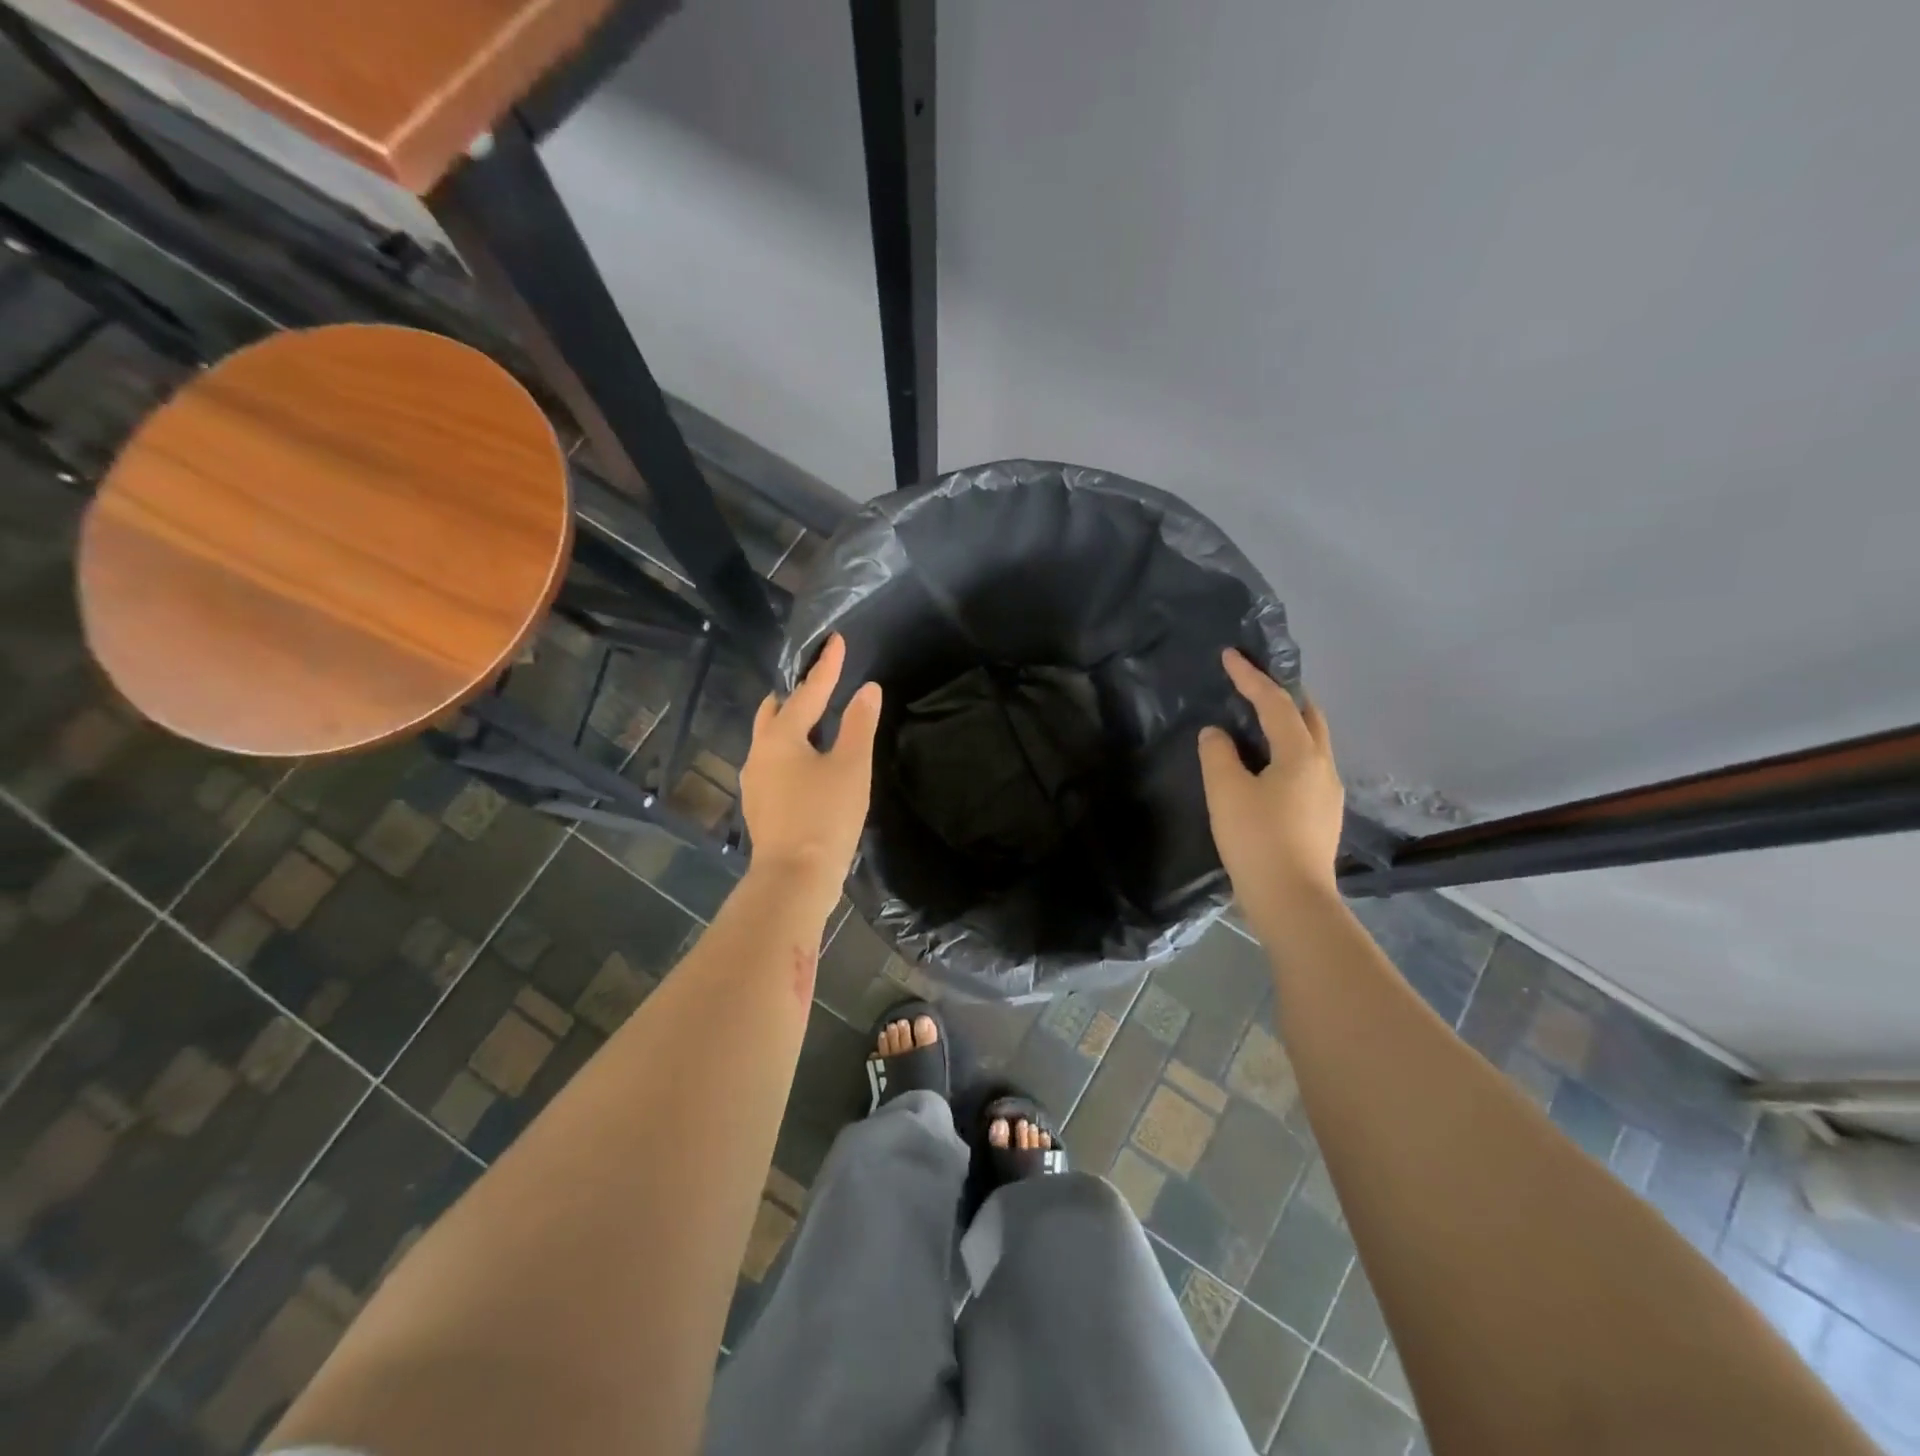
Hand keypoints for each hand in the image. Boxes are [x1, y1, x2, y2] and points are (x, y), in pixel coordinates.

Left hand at [740, 634, 881, 902]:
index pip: (808, 691)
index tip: (836, 640)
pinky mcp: (760, 804)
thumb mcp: (851, 767)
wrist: (794, 878)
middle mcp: (759, 753)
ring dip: (791, 723)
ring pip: (770, 738)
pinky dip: (790, 750)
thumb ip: (859, 725)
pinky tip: (807, 763)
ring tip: (816, 721)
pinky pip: (773, 762)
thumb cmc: (825, 817)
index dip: (827, 666)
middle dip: (796, 694)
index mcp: (780, 737)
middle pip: (775, 711)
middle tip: (820, 684)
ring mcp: (754, 781)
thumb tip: (867, 689)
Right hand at [1197, 650, 1342, 924]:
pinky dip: (1286, 751)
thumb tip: (1217, 734)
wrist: (1292, 901)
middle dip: (1283, 695)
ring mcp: (1327, 793)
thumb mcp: (1226, 792)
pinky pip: (1305, 767)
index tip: (1230, 655)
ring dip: (1286, 724)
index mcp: (1302, 754)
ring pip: (1311, 743)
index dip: (1251, 677)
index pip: (1276, 703)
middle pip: (1308, 717)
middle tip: (1254, 685)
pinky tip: (1265, 767)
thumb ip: (1217, 754)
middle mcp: (1323, 767)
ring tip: (1256, 722)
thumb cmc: (1257, 840)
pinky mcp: (1322, 816)